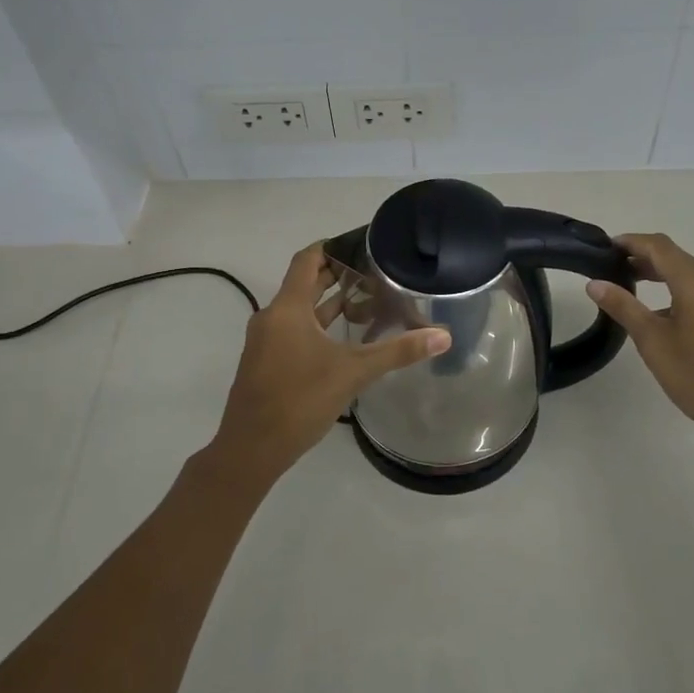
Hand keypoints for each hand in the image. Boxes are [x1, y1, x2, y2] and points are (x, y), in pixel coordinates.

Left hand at [212, 243, 449, 483]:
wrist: (250, 449)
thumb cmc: (299, 401)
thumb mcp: (353, 373)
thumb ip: (398, 352)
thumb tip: (443, 336)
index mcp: (287, 309)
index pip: (308, 259)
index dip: (333, 246)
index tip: (362, 242)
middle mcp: (272, 317)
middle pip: (306, 283)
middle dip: (339, 275)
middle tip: (376, 271)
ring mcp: (266, 341)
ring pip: (300, 310)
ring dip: (330, 303)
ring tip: (368, 301)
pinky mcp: (266, 362)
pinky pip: (294, 330)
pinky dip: (319, 326)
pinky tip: (345, 339)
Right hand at [587, 233, 693, 446]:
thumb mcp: (653, 342)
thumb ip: (624, 307)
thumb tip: (595, 283)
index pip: (659, 246)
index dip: (631, 242)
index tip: (606, 247)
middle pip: (677, 258)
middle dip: (645, 258)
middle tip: (613, 268)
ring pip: (692, 276)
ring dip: (663, 276)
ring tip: (633, 288)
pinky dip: (680, 292)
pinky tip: (663, 315)